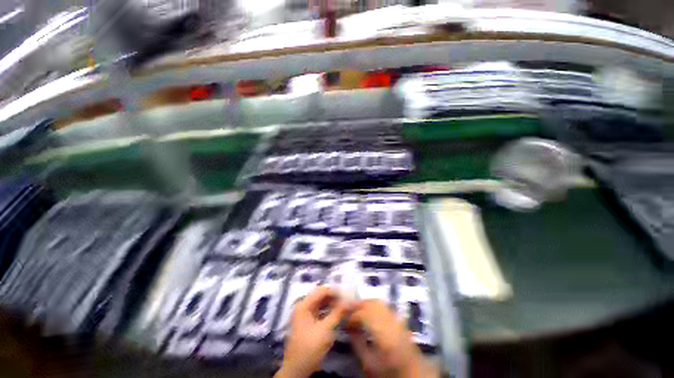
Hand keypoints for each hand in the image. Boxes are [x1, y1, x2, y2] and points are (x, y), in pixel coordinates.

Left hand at [275, 286, 348, 377]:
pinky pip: (320, 311)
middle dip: (335, 298)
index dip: (336, 292)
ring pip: (321, 303)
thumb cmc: (310, 348)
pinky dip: (329, 311)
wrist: (297, 370)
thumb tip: (352, 301)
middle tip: (348, 303)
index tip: (349, 297)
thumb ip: (338, 313)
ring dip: (333, 304)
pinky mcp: (307, 322)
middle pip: (321, 296)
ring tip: (345, 308)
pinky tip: (338, 314)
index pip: (322, 290)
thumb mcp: (326, 330)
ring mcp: (304, 314)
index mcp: (304, 304)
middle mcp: (303, 305)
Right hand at [346, 300, 435, 377]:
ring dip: (365, 303)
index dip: (352, 317)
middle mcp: (390, 321)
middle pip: (371, 304)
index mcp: (383, 333)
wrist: (413, 373)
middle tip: (347, 312)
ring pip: (378, 302)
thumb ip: (358, 344)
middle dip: (357, 305)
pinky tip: (368, 312)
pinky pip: (383, 306)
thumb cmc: (389, 371)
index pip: (364, 315)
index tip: (345, 323)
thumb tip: (349, 328)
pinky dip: (373, 305)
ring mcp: (396, 318)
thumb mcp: (369, 364)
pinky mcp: (399, 319)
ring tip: (356, 311)